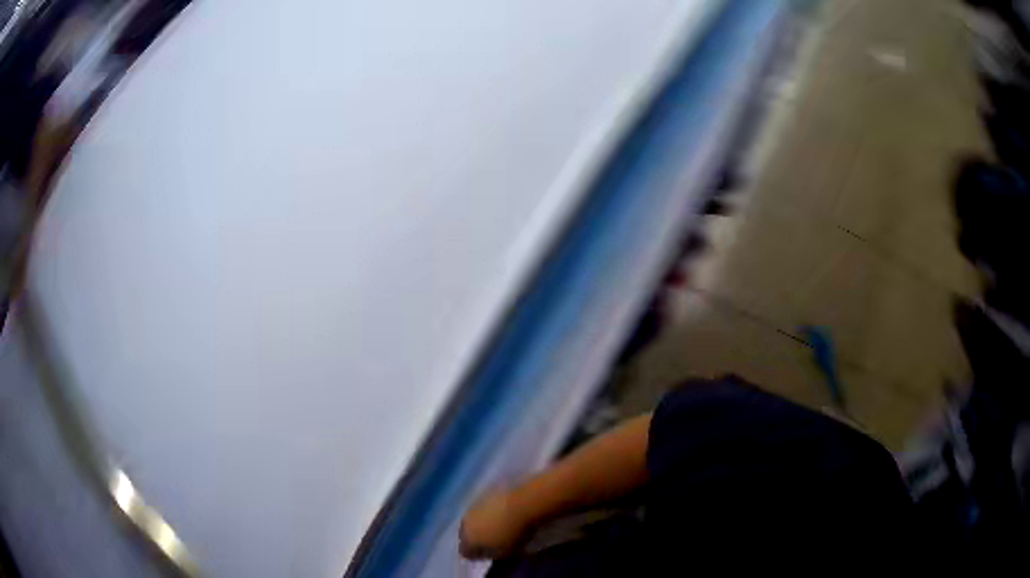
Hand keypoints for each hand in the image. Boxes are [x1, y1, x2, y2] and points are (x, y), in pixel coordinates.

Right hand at [459, 488, 530, 559]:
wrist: (523, 503)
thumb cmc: (514, 533)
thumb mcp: (505, 553)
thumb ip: (490, 555)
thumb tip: (483, 554)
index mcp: (468, 539)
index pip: (464, 552)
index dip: (475, 555)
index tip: (486, 555)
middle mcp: (465, 523)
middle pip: (465, 535)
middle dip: (475, 539)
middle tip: (490, 541)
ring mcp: (472, 508)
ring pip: (472, 521)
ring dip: (480, 525)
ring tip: (496, 526)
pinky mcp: (482, 495)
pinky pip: (480, 509)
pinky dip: (487, 513)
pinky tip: (500, 514)